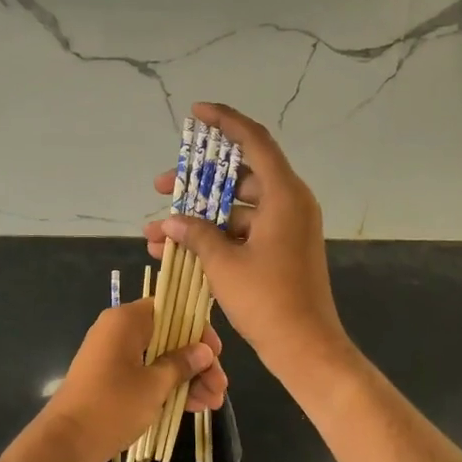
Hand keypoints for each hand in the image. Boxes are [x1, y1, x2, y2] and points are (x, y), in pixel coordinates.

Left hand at [29, 299, 224, 461]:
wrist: (66, 444)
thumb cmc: (112, 405)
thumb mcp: (154, 385)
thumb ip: (181, 364)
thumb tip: (204, 350)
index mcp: (125, 321)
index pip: (169, 309)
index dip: (196, 329)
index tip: (216, 353)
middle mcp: (118, 332)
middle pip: (168, 337)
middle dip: (196, 361)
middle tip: (221, 387)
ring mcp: (113, 358)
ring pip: (159, 359)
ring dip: (187, 379)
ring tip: (214, 404)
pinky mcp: (111, 382)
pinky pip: (146, 376)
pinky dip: (168, 388)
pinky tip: (194, 407)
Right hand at [146, 102, 351, 385]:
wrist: (306, 348)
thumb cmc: (268, 300)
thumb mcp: (224, 263)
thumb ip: (195, 234)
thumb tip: (170, 222)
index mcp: (284, 195)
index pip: (254, 141)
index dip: (225, 121)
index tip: (196, 112)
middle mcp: (288, 203)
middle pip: (238, 177)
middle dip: (196, 182)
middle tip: (161, 186)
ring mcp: (285, 228)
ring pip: (235, 208)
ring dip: (198, 217)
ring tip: (156, 232)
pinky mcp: (279, 249)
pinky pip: (242, 230)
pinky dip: (213, 236)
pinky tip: (177, 252)